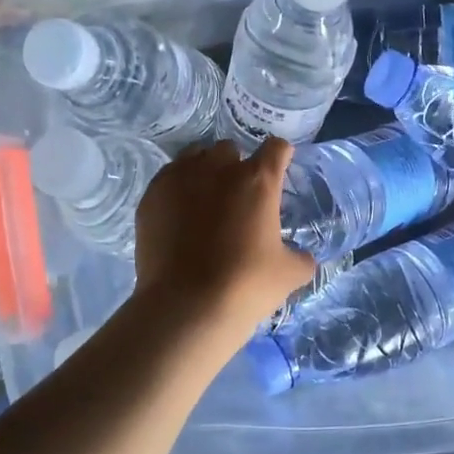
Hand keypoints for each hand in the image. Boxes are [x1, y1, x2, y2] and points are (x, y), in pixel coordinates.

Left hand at [133, 139, 315, 338]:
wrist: (185, 306)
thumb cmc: (244, 285)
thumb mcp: (289, 274)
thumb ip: (300, 257)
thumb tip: (301, 256)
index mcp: (257, 181)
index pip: (276, 148)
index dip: (280, 156)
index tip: (279, 169)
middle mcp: (218, 168)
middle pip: (230, 149)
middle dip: (236, 166)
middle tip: (238, 197)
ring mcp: (179, 179)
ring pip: (194, 157)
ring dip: (204, 171)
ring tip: (205, 200)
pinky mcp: (151, 196)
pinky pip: (168, 178)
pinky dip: (177, 189)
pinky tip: (178, 214)